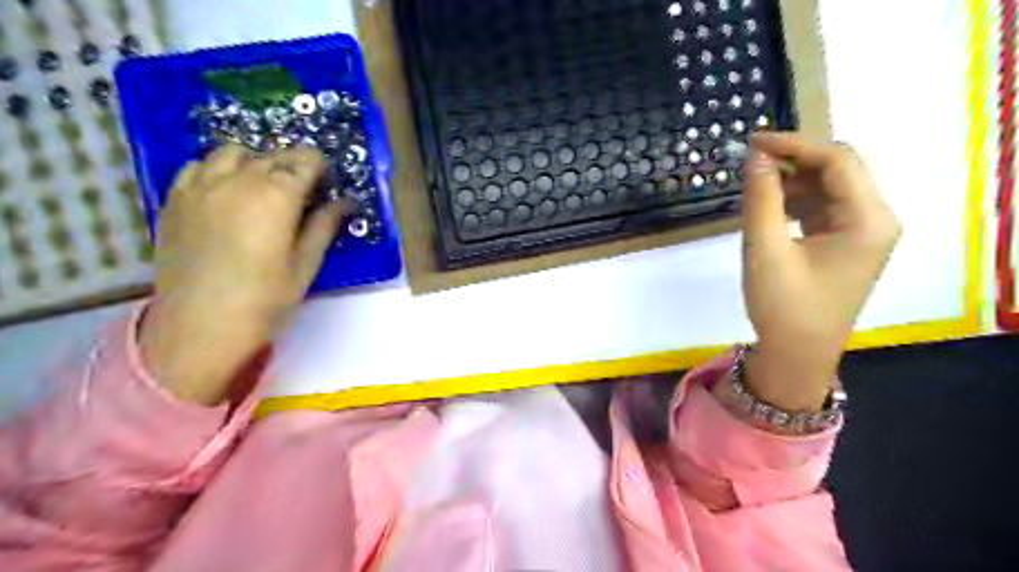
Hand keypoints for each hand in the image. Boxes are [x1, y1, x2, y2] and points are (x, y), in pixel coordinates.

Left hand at [138, 146, 351, 403]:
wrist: (199, 325)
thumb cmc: (264, 299)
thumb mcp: (305, 264)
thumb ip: (324, 226)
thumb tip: (344, 203)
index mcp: (276, 194)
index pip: (305, 160)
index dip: (321, 169)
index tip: (327, 186)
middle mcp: (237, 179)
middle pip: (273, 154)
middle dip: (294, 166)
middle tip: (303, 192)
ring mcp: (200, 185)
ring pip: (233, 152)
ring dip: (256, 162)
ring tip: (264, 187)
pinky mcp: (175, 198)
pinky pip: (199, 165)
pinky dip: (220, 169)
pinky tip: (227, 193)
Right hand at [737, 132, 893, 410]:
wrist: (796, 355)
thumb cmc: (783, 306)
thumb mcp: (764, 249)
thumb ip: (760, 199)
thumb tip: (755, 157)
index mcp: (868, 219)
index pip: (837, 160)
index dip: (794, 145)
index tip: (752, 143)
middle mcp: (876, 220)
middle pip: (838, 170)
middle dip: (794, 161)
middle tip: (750, 163)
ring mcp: (863, 233)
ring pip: (829, 188)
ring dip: (793, 182)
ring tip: (755, 189)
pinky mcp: (846, 245)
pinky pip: (823, 209)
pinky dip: (796, 202)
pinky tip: (771, 210)